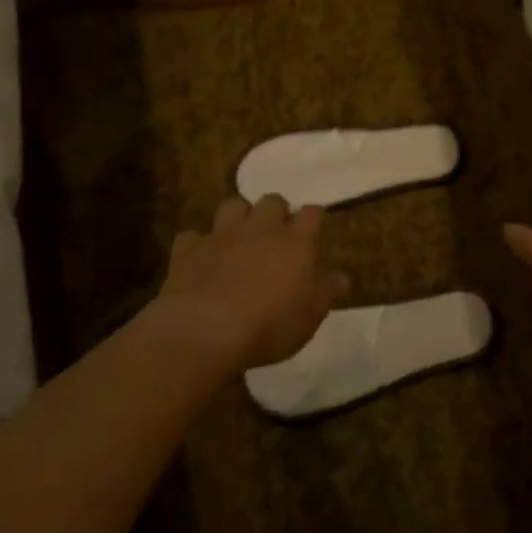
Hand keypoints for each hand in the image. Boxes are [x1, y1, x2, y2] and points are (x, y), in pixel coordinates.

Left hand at [154, 195, 347, 371]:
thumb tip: (342, 277)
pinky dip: (197, 244)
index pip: (312, 213)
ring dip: (238, 216)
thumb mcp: (309, 316)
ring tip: (240, 235)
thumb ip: (326, 292)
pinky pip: (192, 237)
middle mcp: (261, 228)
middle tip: (276, 232)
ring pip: (232, 206)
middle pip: (272, 201)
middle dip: (276, 212)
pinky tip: (199, 258)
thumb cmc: (270, 324)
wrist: (205, 330)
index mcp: (295, 241)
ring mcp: (223, 236)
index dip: (313, 217)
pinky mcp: (189, 250)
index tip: (315, 226)